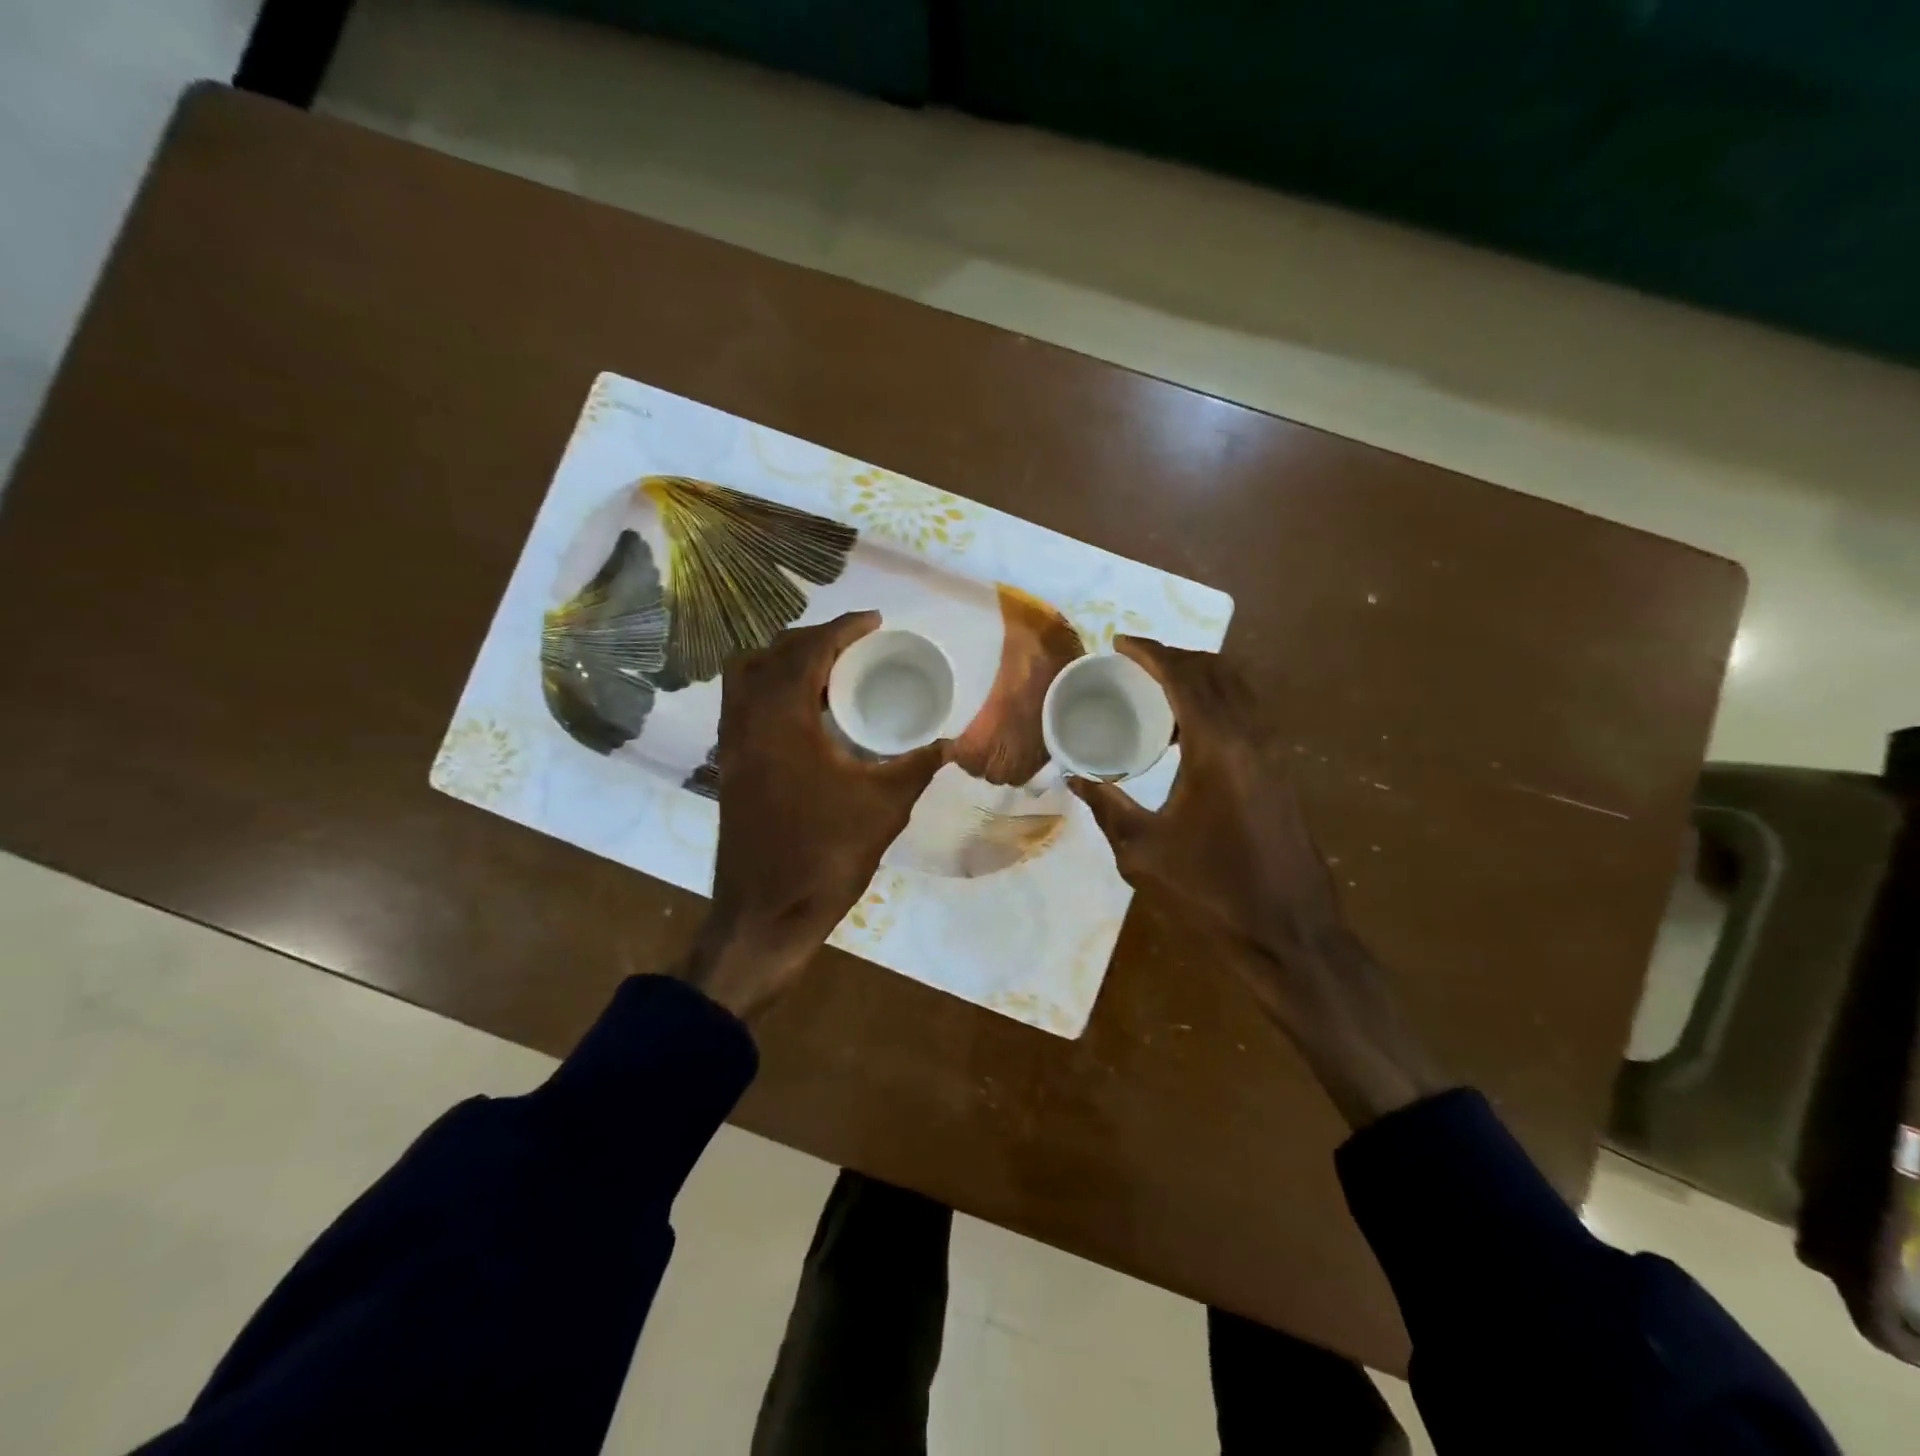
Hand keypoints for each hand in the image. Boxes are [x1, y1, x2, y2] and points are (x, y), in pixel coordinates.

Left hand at [686, 612, 949, 1017]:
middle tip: (856, 645)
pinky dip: (772, 690)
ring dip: (786, 661)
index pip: (808, 651)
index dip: (843, 628)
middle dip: (814, 639)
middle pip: (772, 653)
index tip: (875, 621)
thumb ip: (917, 766)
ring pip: (748, 676)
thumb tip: (950, 743)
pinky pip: (744, 705)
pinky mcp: (730, 767)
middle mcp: (747, 721)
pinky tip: (807, 715)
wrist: (764, 915)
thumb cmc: (824, 856)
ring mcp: (732, 745)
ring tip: (830, 673)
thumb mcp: (883, 808)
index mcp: (781, 720)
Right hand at [1069, 638, 1445, 1125]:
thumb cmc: (1211, 895)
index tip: (1119, 643)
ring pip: (1239, 691)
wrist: (1289, 938)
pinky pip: (1247, 716)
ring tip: (1157, 692)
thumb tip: (1075, 778)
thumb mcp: (1143, 852)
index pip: (1183, 678)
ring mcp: (1273, 756)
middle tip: (1135, 663)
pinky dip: (1216, 705)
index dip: (1150, 652)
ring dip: (1199, 679)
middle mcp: (1252, 739)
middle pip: (1216, 672)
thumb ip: (1107, 807)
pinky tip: (1186, 735)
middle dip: (1175, 657)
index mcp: (1218, 749)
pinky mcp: (1280, 775)